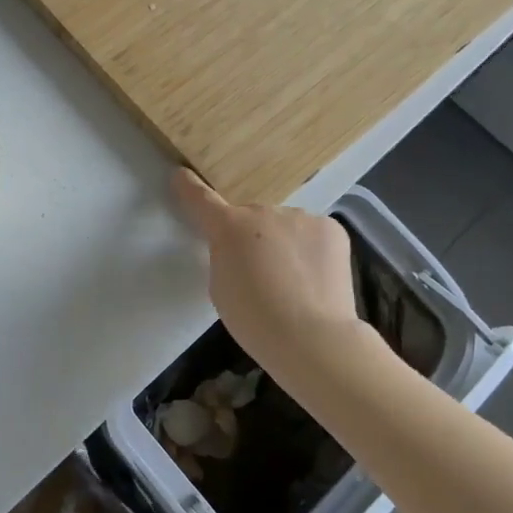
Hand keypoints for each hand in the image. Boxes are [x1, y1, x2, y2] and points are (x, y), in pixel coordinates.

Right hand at [171, 169, 360, 366]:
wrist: (312, 338)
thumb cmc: (254, 320)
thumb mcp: (221, 287)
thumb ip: (225, 257)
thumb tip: (243, 249)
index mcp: (229, 227)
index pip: (202, 200)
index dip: (189, 187)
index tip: (182, 175)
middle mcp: (263, 212)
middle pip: (252, 219)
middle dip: (253, 238)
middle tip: (262, 275)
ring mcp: (300, 216)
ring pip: (285, 225)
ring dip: (284, 243)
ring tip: (295, 282)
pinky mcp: (330, 227)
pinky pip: (312, 233)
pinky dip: (311, 249)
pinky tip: (316, 277)